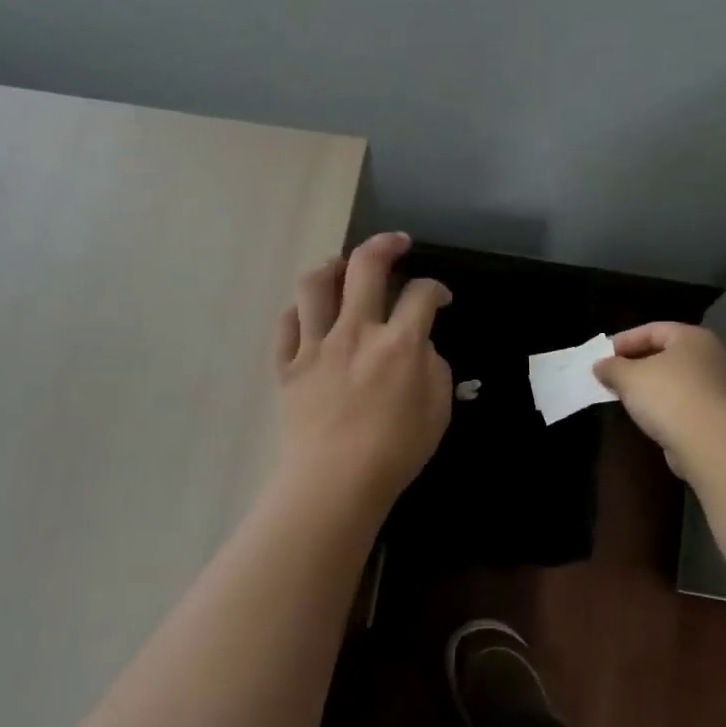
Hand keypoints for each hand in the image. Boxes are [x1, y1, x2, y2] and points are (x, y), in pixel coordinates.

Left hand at [272, 232, 452, 513]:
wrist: (335, 482)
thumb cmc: (394, 453)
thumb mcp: (437, 412)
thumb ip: (434, 369)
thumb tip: (419, 347)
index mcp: (398, 343)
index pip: (420, 295)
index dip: (435, 289)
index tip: (439, 298)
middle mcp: (355, 331)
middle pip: (365, 266)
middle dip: (384, 245)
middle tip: (396, 244)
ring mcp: (315, 346)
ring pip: (314, 285)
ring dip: (331, 267)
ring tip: (342, 268)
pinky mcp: (287, 365)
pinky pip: (286, 324)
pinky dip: (299, 312)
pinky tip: (310, 315)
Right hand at [595, 323, 725, 473]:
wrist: (709, 442)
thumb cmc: (667, 396)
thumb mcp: (628, 377)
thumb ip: (611, 367)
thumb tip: (601, 366)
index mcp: (692, 337)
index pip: (652, 330)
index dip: (624, 340)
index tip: (602, 356)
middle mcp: (710, 356)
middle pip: (666, 353)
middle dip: (636, 362)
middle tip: (612, 374)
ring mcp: (718, 385)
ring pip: (675, 378)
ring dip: (650, 385)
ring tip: (625, 395)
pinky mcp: (718, 413)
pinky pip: (683, 400)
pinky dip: (664, 403)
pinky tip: (647, 414)